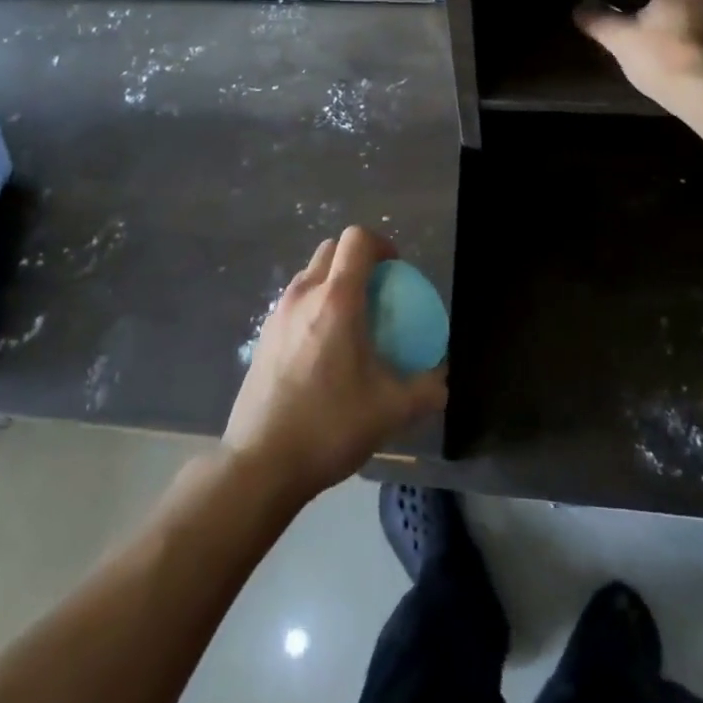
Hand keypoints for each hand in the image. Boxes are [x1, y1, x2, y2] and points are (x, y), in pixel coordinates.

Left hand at [222, 226, 446, 503]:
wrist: (260, 462)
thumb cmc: (328, 426)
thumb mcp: (389, 411)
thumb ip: (424, 391)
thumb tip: (442, 381)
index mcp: (336, 300)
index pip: (357, 240)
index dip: (381, 244)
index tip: (397, 270)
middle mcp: (303, 295)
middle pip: (331, 249)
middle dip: (357, 258)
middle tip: (377, 292)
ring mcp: (278, 313)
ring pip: (310, 274)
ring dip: (333, 281)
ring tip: (351, 321)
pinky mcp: (263, 335)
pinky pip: (294, 301)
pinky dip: (314, 306)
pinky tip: (323, 349)